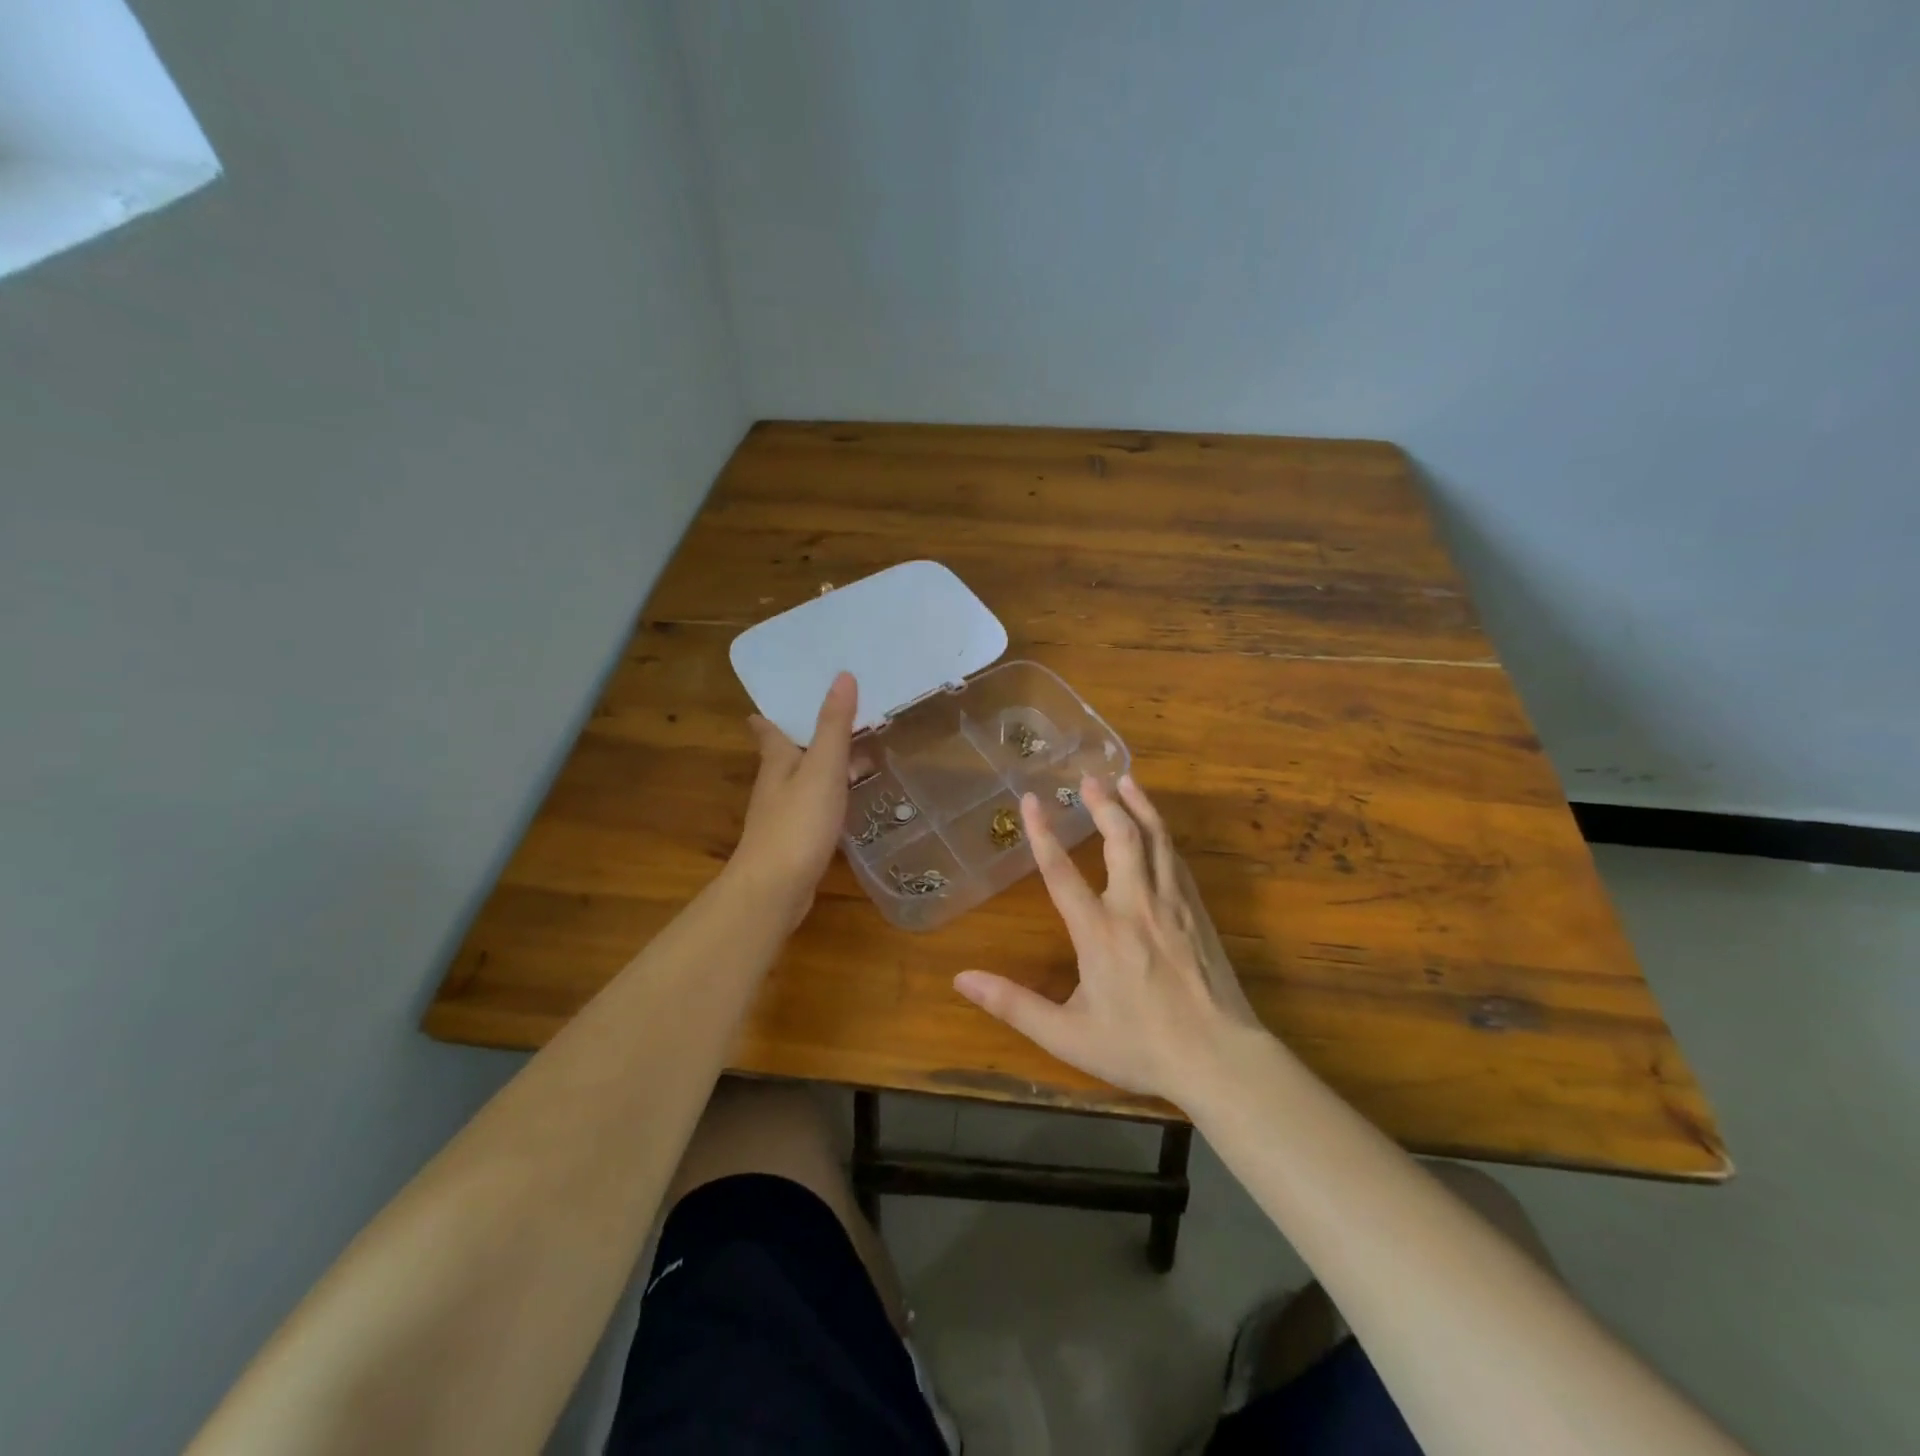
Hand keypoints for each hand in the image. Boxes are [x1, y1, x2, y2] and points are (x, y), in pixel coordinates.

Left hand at [730, 672, 856, 927]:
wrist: (774, 889)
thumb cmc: (797, 823)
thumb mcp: (822, 768)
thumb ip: (833, 725)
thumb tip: (843, 676)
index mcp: (777, 762)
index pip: (768, 730)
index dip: (769, 715)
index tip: (769, 704)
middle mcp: (774, 785)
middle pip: (788, 754)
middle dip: (805, 738)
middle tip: (835, 720)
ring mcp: (783, 815)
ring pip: (804, 781)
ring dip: (823, 767)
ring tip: (854, 756)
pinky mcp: (794, 841)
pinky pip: (815, 807)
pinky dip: (831, 796)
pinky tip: (848, 802)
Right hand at [953, 774, 1264, 1104]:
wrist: (1220, 1059)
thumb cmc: (1139, 1048)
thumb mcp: (1067, 1036)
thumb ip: (1013, 1005)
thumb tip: (961, 980)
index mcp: (1099, 932)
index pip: (1061, 872)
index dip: (1042, 833)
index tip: (1030, 799)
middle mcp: (1135, 907)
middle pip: (1119, 839)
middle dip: (1103, 804)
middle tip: (1088, 778)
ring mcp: (1173, 906)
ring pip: (1156, 840)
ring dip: (1139, 806)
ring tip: (1126, 780)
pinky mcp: (1199, 914)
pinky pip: (1177, 861)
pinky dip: (1163, 835)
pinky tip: (1158, 828)